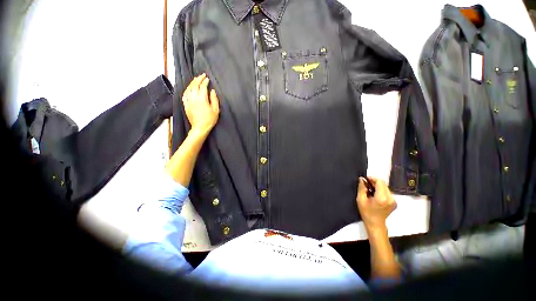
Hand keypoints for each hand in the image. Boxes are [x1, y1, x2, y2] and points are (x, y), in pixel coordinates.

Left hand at [183, 73, 219, 135]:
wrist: (200, 127)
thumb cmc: (210, 119)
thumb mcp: (216, 110)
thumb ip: (214, 99)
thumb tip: (212, 91)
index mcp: (202, 99)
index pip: (202, 87)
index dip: (205, 81)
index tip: (207, 78)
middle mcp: (194, 98)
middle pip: (194, 85)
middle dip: (198, 79)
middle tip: (202, 75)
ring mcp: (188, 101)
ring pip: (189, 88)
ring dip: (192, 82)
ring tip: (196, 79)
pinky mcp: (185, 104)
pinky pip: (185, 94)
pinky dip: (187, 89)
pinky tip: (189, 88)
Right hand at [356, 177, 396, 233]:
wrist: (375, 224)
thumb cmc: (366, 212)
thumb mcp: (361, 199)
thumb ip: (362, 188)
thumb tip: (362, 179)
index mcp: (382, 197)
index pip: (380, 182)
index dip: (372, 178)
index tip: (365, 180)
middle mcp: (390, 197)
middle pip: (383, 184)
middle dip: (374, 183)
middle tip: (366, 185)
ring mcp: (394, 200)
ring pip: (385, 187)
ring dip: (377, 186)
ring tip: (370, 191)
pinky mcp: (394, 202)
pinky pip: (387, 192)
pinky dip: (381, 191)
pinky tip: (375, 195)